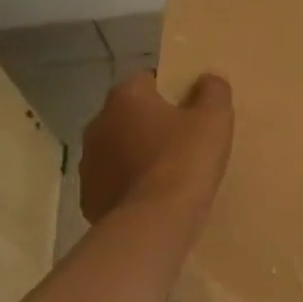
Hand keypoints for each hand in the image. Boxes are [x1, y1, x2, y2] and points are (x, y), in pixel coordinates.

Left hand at [79, 71, 233, 224]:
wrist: (154, 222)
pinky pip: (114, 182)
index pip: (147, 79)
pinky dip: (130, 184)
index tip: (191, 107)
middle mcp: (98, 124)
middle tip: (183, 138)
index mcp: (126, 98)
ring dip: (137, 154)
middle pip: (130, 114)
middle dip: (151, 122)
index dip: (171, 89)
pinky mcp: (89, 198)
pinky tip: (154, 197)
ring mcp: (88, 163)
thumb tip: (207, 79)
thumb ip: (213, 91)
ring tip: (169, 171)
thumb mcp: (214, 118)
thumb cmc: (185, 160)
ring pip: (118, 149)